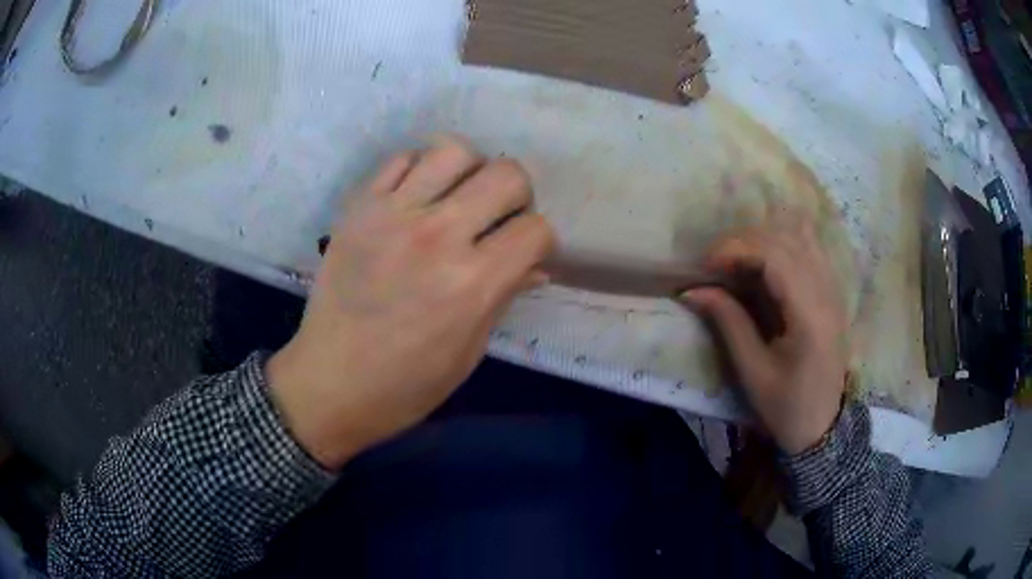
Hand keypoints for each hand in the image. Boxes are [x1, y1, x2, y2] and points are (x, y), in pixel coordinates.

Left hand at [267, 137, 555, 468]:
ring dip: (470, 171)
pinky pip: (402, 159)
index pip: (535, 229)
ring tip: (459, 198)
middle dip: (517, 195)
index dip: (540, 240)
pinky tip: (418, 198)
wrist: (330, 382)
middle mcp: (437, 237)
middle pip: (506, 175)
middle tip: (499, 218)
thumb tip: (535, 266)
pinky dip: (420, 170)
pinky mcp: (359, 207)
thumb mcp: (468, 352)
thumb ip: (503, 297)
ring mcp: (393, 215)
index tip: (525, 253)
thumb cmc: (405, 384)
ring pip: (454, 151)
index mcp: (472, 283)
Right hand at [683, 214, 848, 454]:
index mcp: (809, 314)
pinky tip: (764, 263)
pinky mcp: (832, 292)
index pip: (774, 255)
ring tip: (737, 261)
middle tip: (715, 265)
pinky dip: (782, 245)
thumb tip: (692, 290)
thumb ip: (727, 322)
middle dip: (744, 241)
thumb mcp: (752, 371)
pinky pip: (809, 249)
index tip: (705, 267)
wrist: (823, 426)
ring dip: (763, 239)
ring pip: (799, 236)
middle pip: (786, 238)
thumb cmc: (786, 406)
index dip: (735, 250)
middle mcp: (826, 291)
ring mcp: (833, 288)